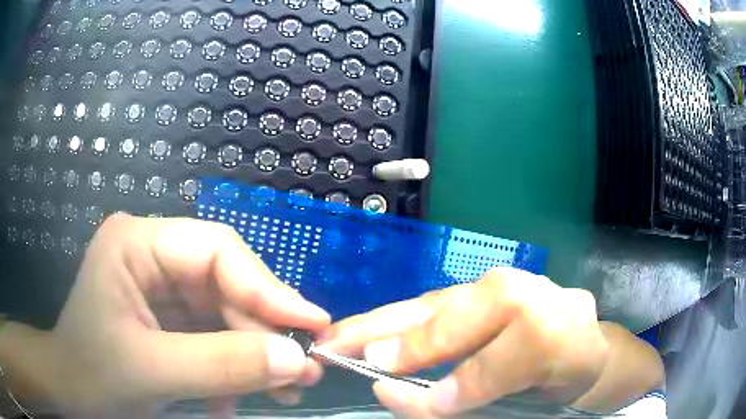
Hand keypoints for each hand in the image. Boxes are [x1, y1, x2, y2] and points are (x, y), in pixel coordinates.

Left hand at [7, 214, 329, 414]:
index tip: (312, 326)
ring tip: (287, 391)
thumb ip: (222, 365)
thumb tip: (297, 360)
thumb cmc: (92, 375)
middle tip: (305, 372)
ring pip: (225, 314)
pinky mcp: (168, 317)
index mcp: (137, 243)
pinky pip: (213, 336)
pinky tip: (238, 398)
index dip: (268, 288)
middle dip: (264, 332)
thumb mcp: (151, 371)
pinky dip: (232, 369)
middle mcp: (152, 255)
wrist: (71, 392)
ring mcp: (161, 287)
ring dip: (254, 356)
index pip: (216, 251)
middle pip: (226, 284)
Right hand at [320, 267, 608, 417]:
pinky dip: (394, 317)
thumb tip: (395, 394)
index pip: (494, 362)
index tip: (397, 394)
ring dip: (379, 323)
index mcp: (551, 329)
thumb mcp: (529, 404)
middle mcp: (524, 293)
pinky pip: (432, 302)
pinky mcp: (482, 284)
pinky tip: (366, 326)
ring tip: (336, 337)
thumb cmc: (559, 380)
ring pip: (433, 304)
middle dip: (396, 340)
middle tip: (336, 351)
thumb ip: (467, 403)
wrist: (584, 345)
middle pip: (454, 317)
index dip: (452, 384)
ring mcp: (501, 282)